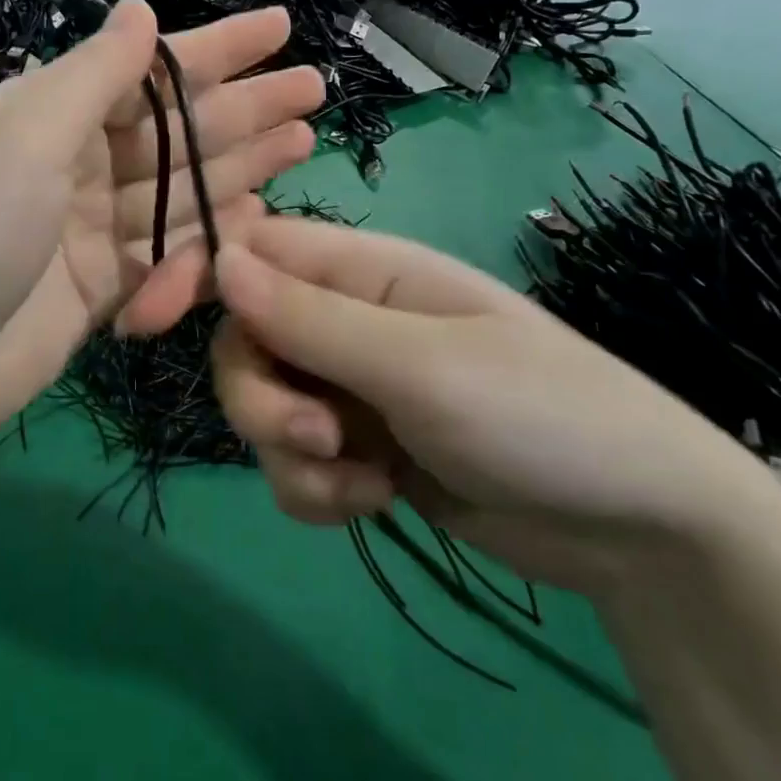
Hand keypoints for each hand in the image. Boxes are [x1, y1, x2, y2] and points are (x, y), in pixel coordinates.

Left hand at [0, 0, 322, 440]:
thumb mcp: (23, 140)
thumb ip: (92, 76)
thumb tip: (139, 5)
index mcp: (51, 114)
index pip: (148, 69)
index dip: (215, 48)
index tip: (278, 27)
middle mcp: (75, 162)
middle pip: (175, 128)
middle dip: (243, 107)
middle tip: (312, 88)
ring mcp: (91, 226)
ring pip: (181, 187)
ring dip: (239, 165)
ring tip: (301, 142)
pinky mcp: (104, 284)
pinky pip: (169, 250)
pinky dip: (209, 236)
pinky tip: (255, 215)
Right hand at [212, 216, 780, 598]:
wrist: (639, 530)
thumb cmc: (542, 416)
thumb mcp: (420, 364)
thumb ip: (312, 316)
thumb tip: (219, 260)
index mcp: (362, 270)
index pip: (248, 250)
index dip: (190, 276)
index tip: (141, 323)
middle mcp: (345, 318)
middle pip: (242, 340)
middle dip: (259, 397)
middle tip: (316, 436)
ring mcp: (349, 384)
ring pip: (262, 406)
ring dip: (289, 452)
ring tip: (358, 480)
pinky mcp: (357, 445)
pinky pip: (293, 461)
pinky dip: (315, 487)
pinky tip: (371, 501)